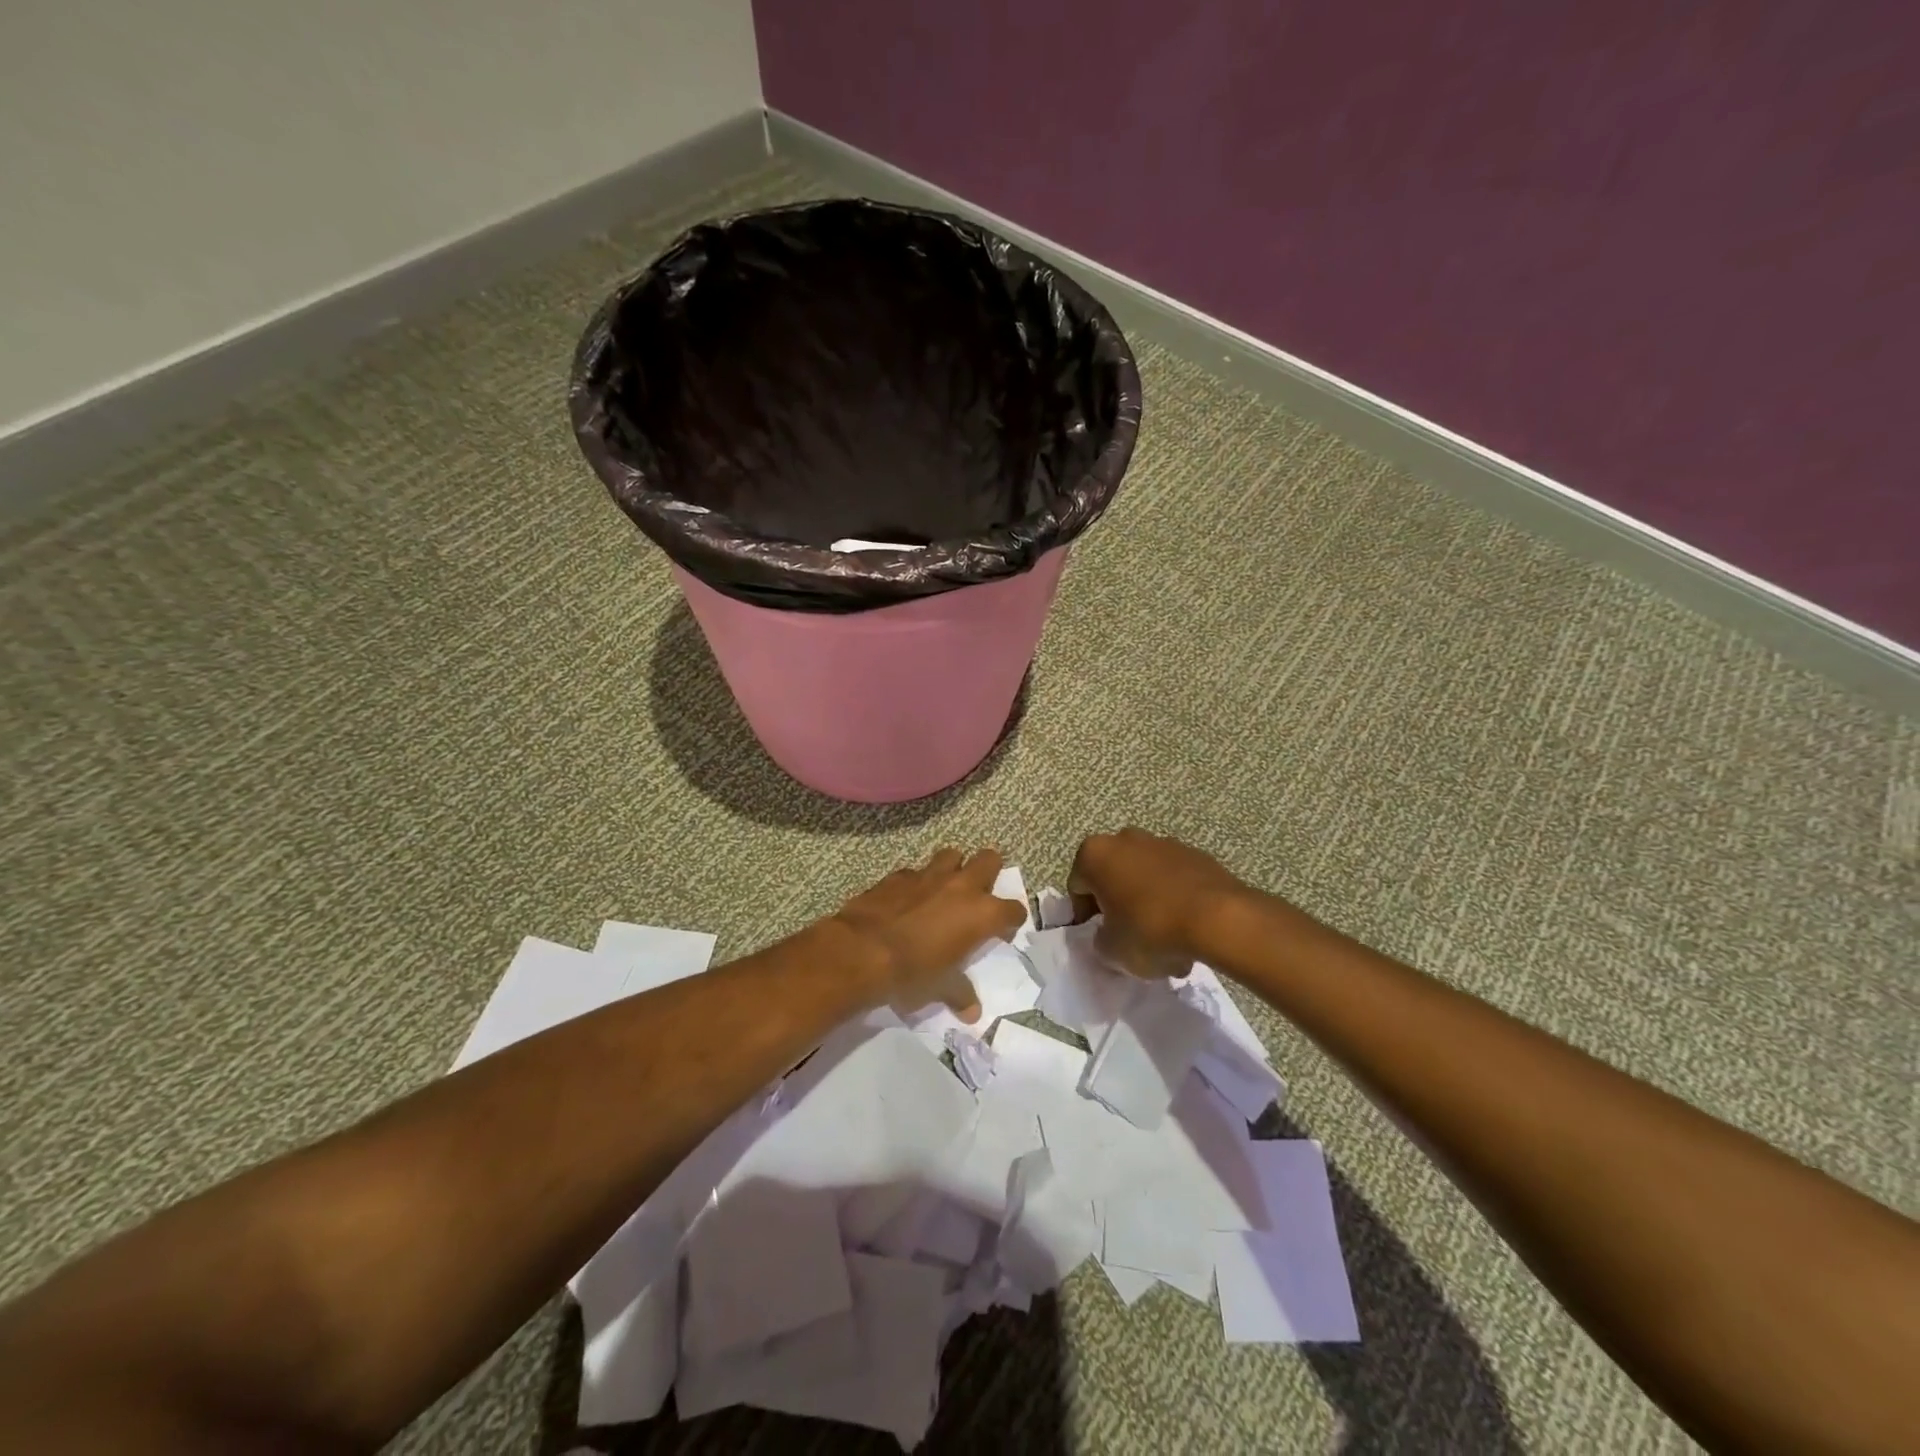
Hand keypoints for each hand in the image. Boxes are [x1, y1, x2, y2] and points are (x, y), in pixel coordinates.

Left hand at [831, 848, 1025, 1021]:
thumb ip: (960, 993)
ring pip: (952, 855)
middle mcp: (961, 886)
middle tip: (980, 894)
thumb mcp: (941, 989)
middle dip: (989, 871)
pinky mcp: (899, 875)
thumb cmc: (912, 972)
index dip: (1012, 920)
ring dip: (953, 868)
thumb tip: (972, 1012)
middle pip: (989, 859)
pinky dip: (917, 883)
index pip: (1014, 909)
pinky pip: (915, 872)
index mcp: (981, 913)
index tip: (1003, 931)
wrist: (862, 952)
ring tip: (945, 889)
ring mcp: (929, 875)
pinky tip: (908, 899)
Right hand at [1068, 828, 1250, 978]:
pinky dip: (1173, 897)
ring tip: (1162, 937)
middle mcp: (1125, 839)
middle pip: (1111, 875)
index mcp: (1095, 854)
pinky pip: (1173, 878)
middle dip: (1116, 903)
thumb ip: (1100, 942)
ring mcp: (1163, 842)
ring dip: (1145, 899)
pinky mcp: (1195, 854)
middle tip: (1126, 935)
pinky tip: (1185, 927)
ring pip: (1143, 875)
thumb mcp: (1111, 950)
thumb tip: (1108, 935)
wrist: (1218, 918)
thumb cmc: (1151, 929)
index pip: (1076, 886)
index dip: (1083, 916)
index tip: (1097, 937)